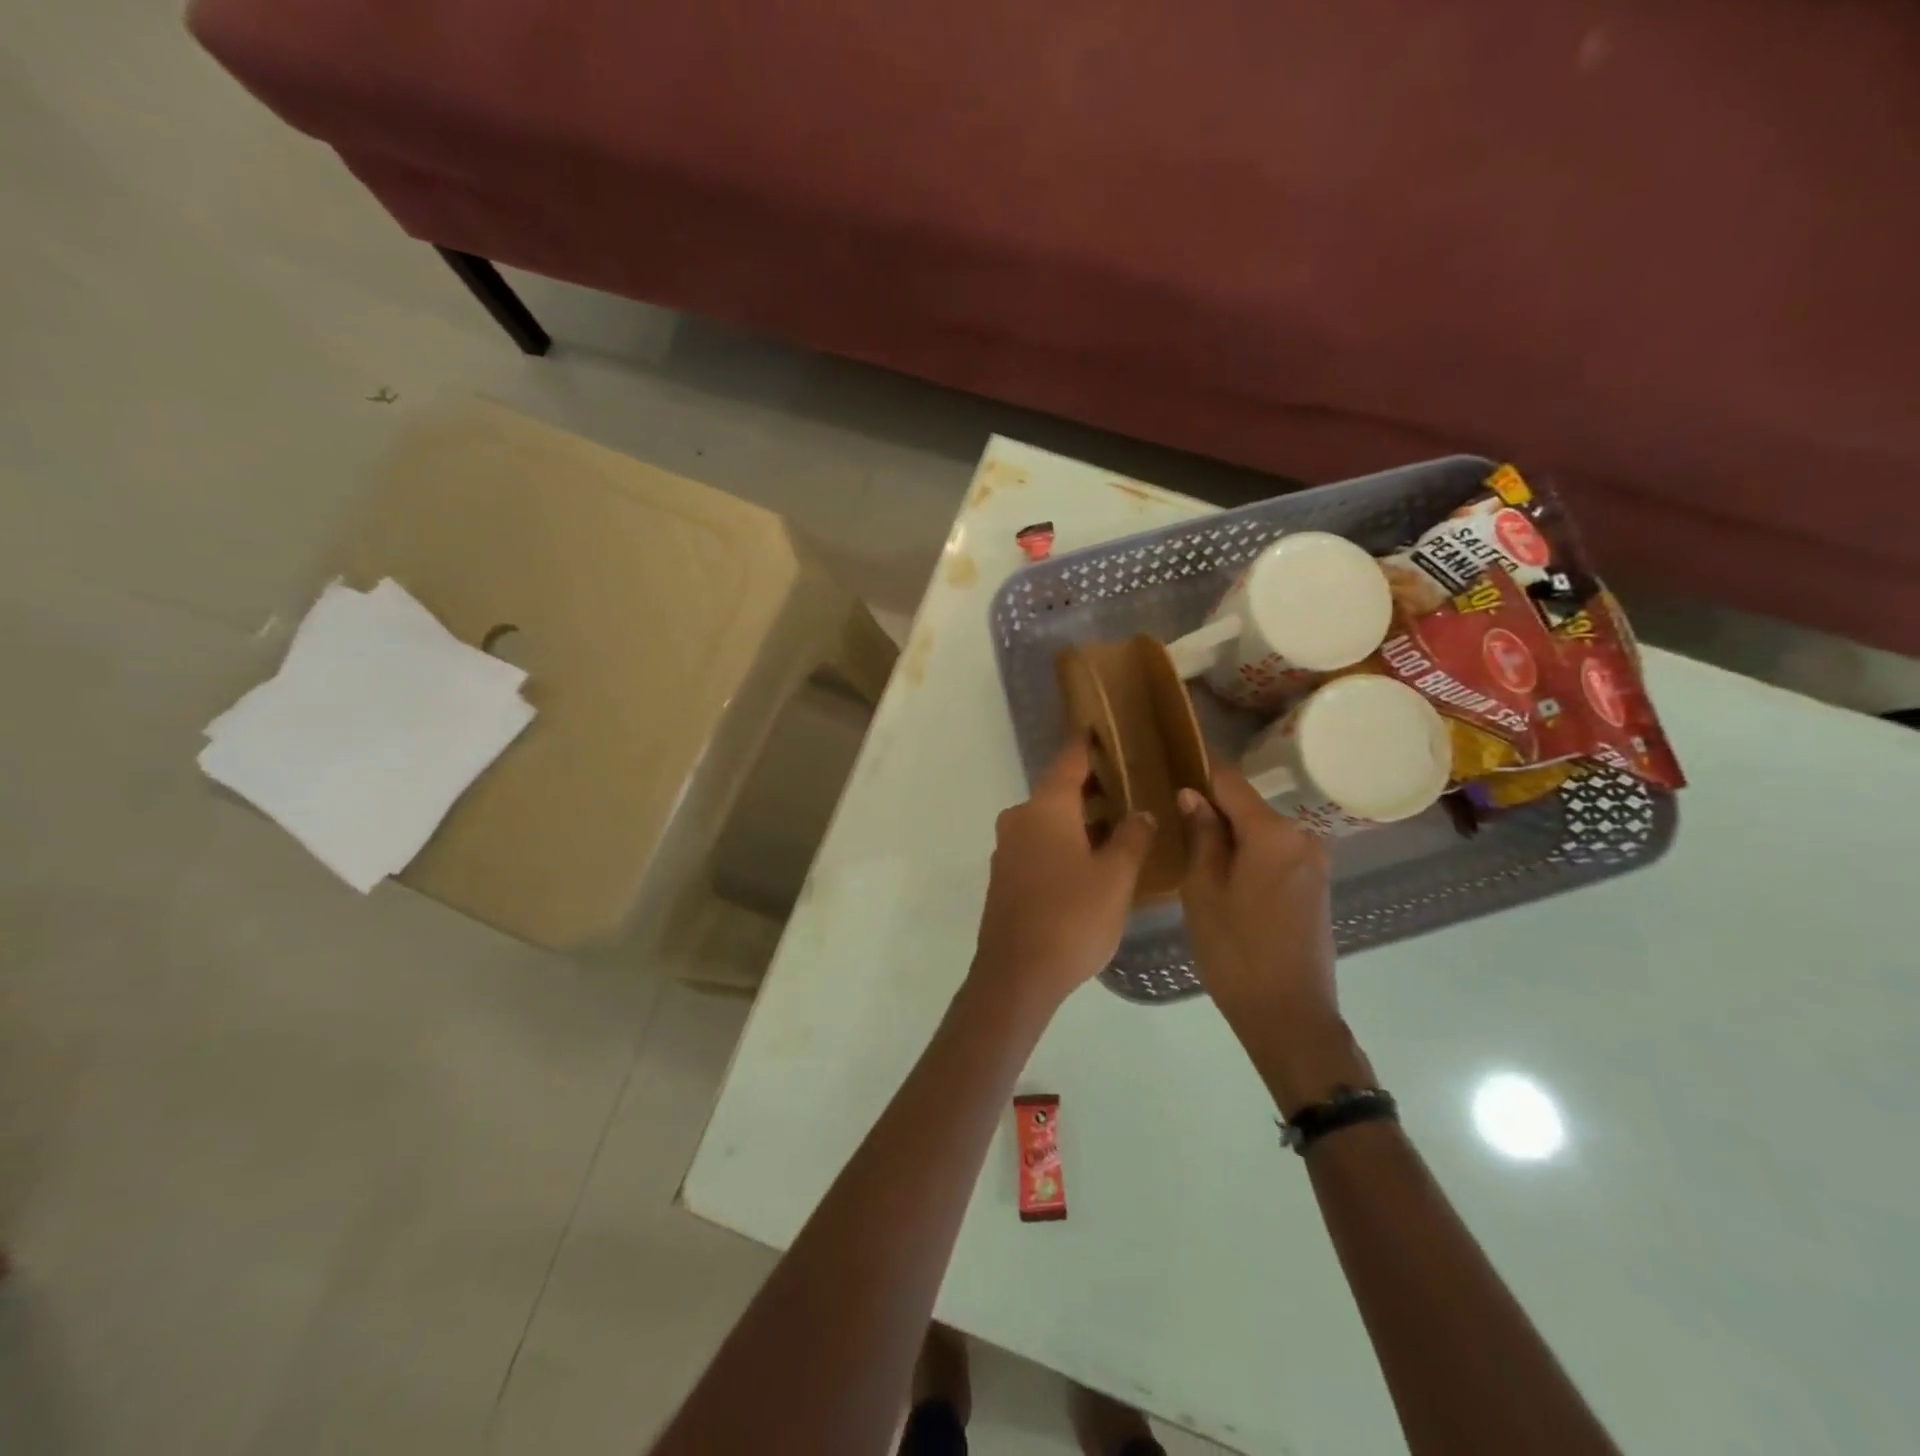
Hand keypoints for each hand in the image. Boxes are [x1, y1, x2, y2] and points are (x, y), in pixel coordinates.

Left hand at [969, 737, 1155, 1015]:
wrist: (1017, 974)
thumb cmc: (1072, 917)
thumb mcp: (1116, 877)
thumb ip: (1132, 838)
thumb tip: (1141, 813)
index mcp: (1045, 808)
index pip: (1069, 762)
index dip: (1086, 744)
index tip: (1099, 727)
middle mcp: (1020, 819)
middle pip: (1057, 790)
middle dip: (1090, 786)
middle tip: (1127, 783)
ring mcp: (1008, 848)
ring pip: (1047, 819)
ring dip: (1077, 817)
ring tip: (1116, 822)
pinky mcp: (1005, 876)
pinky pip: (1037, 843)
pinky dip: (1062, 840)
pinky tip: (1088, 858)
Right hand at [1178, 767, 1370, 1114]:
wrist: (1290, 1015)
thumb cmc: (1236, 950)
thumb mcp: (1203, 890)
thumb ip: (1202, 835)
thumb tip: (1193, 796)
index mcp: (1273, 832)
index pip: (1230, 780)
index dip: (1199, 770)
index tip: (1169, 765)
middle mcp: (1302, 836)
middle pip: (1248, 805)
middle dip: (1212, 808)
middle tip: (1172, 819)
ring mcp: (1314, 862)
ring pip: (1261, 831)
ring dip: (1230, 834)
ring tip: (1191, 848)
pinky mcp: (1316, 886)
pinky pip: (1275, 854)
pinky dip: (1249, 855)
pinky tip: (1223, 875)